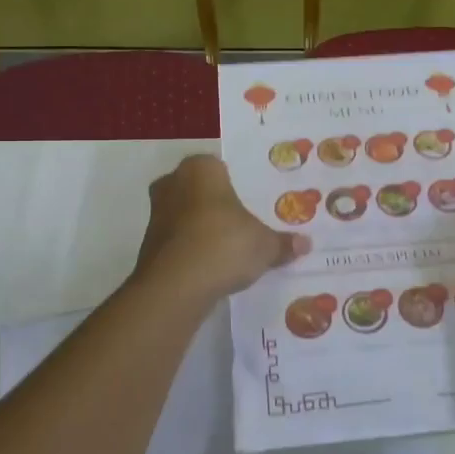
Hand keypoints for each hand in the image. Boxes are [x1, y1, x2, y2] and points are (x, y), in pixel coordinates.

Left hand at [135, 155, 309, 303]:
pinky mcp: (148, 245)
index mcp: (201, 169)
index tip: (251, 201)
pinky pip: (176, 240)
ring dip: (201, 227)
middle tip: (241, 222)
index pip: (219, 166)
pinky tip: (210, 266)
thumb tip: (305, 243)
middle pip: (199, 189)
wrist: (175, 287)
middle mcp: (173, 183)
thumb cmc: (224, 245)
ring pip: (185, 214)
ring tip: (228, 246)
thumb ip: (283, 243)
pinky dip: (190, 249)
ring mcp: (156, 214)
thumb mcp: (264, 245)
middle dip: (215, 203)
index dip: (235, 183)